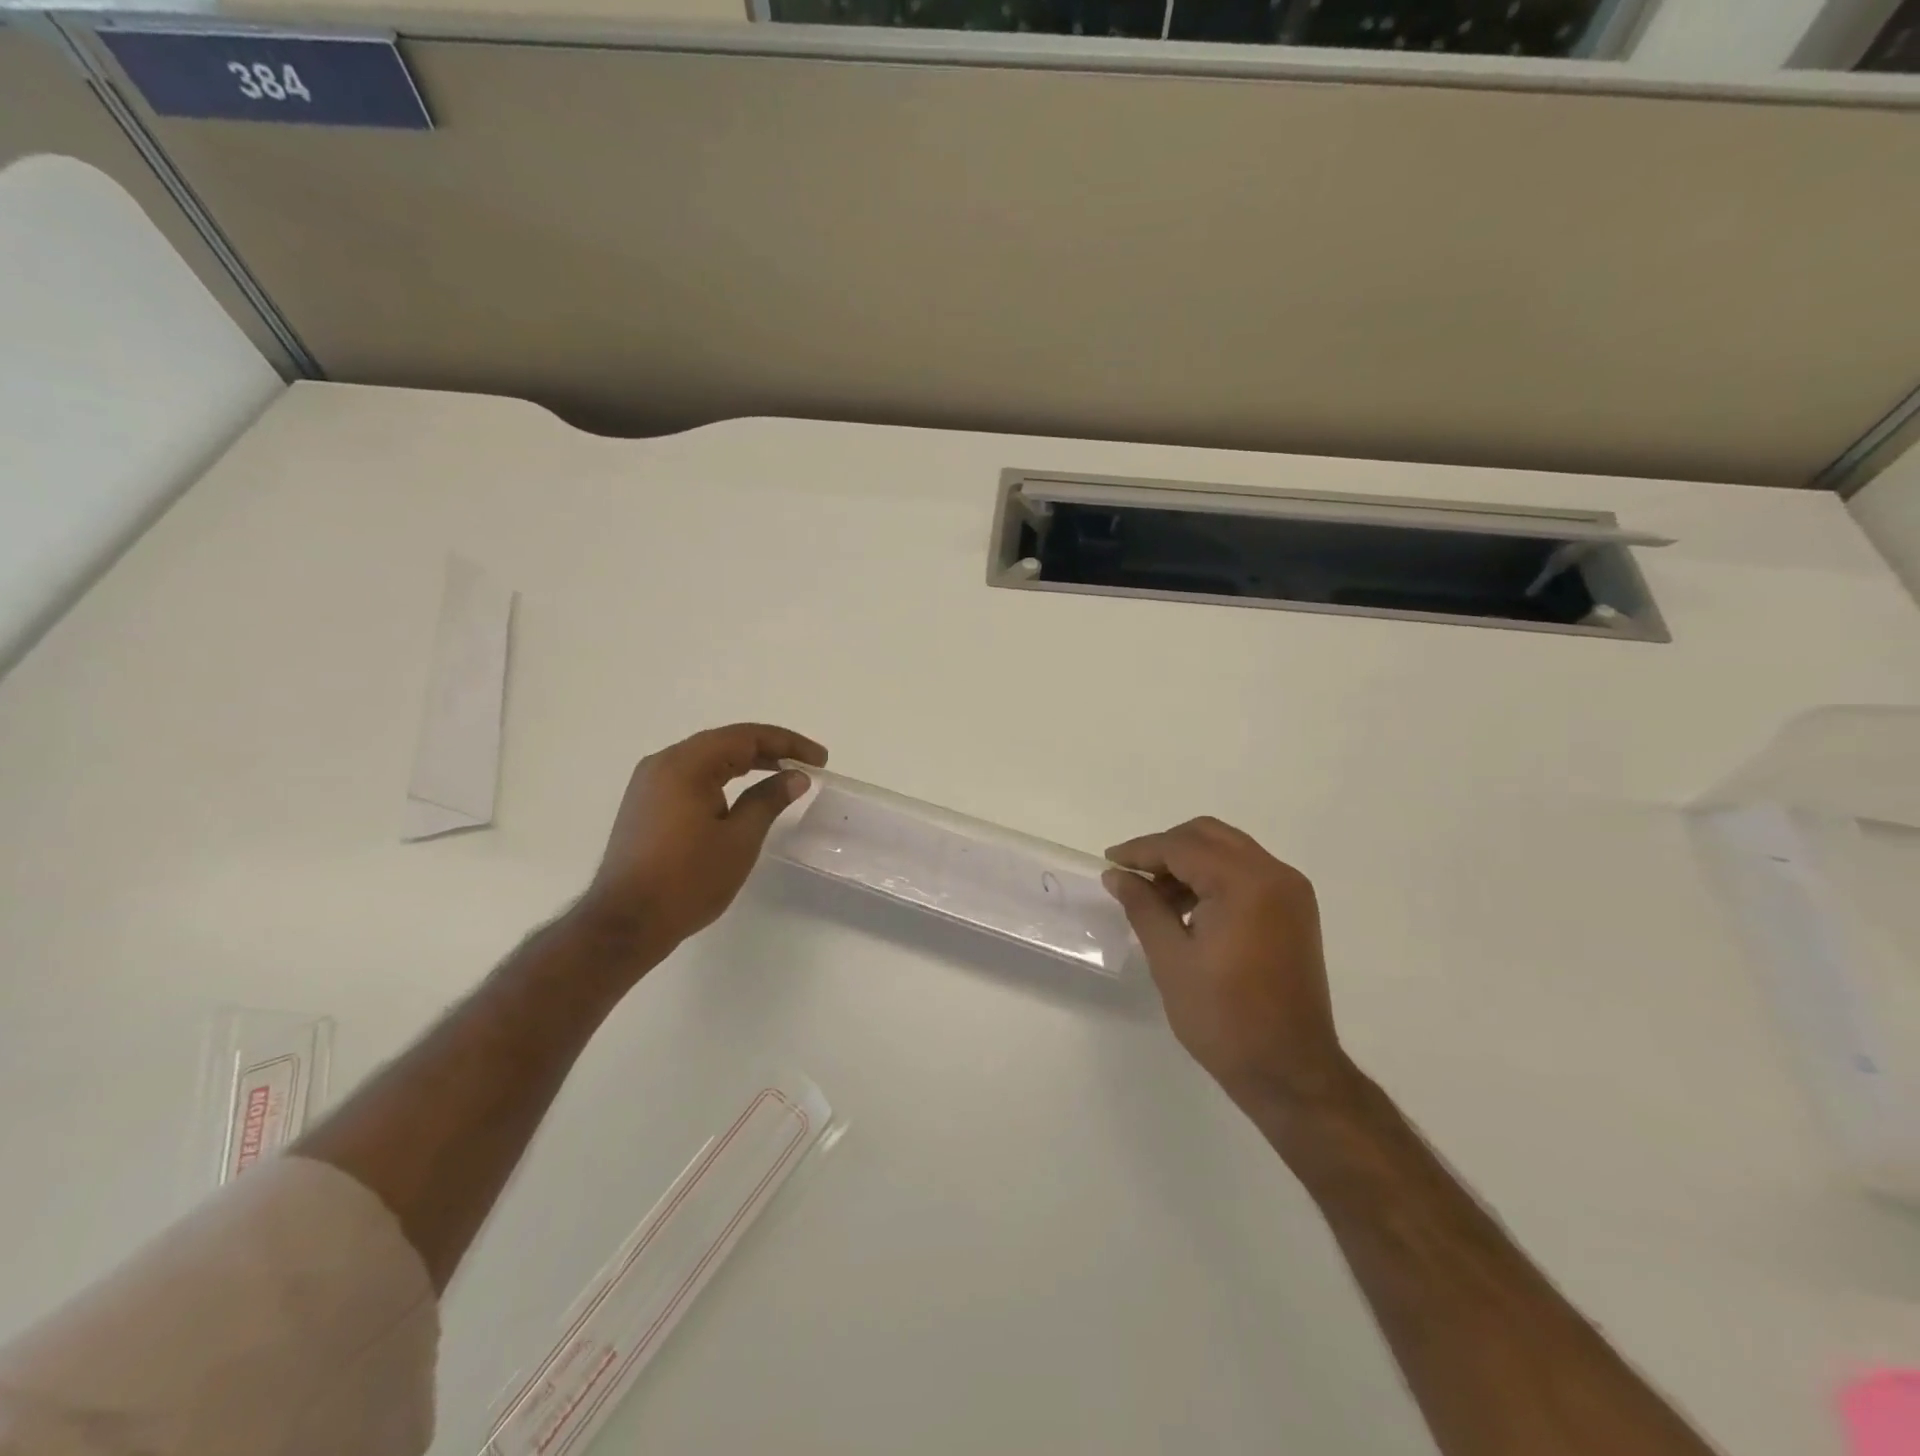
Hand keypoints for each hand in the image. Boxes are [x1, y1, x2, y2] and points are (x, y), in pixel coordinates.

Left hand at [576, 723, 826, 955]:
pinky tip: (742, 794)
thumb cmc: (688, 880)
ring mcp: (649, 784)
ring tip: (781, 776)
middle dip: (768, 750)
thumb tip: (795, 776)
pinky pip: (691, 776)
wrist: (625, 923)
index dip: (787, 743)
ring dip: (745, 763)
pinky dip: (722, 778)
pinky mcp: (645, 804)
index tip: (819, 759)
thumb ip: (769, 800)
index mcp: (686, 764)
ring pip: (707, 759)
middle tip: (806, 766)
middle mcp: (663, 763)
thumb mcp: (740, 839)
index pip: (745, 737)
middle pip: (724, 743)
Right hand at [1103, 818, 1351, 1109]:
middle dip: (1166, 849)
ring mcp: (1291, 892)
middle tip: (1132, 875)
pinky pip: (1247, 873)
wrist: (1290, 1071)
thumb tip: (1117, 875)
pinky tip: (1188, 909)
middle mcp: (1275, 874)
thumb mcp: (1170, 959)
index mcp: (1245, 883)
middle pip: (1209, 836)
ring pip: (1229, 851)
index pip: (1182, 847)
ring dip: (1190, 862)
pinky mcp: (1295, 911)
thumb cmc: (1224, 1017)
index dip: (1140, 851)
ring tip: (1156, 897)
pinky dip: (1214, 878)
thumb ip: (1143, 906)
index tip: (1109, 861)